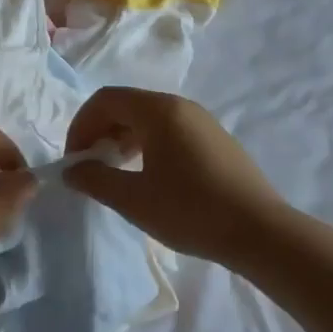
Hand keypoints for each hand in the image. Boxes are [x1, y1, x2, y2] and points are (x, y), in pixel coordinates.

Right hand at [64, 87, 290, 268]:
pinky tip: (149, 177)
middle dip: (100, 131)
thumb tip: (72, 170)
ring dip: (123, 138)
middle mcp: (180, 106)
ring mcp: (201, 121)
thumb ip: (96, 180)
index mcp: (158, 110)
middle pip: (127, 105)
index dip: (81, 126)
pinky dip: (147, 144)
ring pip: (148, 118)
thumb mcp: (134, 200)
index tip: (75, 160)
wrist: (260, 231)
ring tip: (116, 173)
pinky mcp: (215, 139)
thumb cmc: (191, 211)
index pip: (105, 100)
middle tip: (90, 167)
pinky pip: (169, 130)